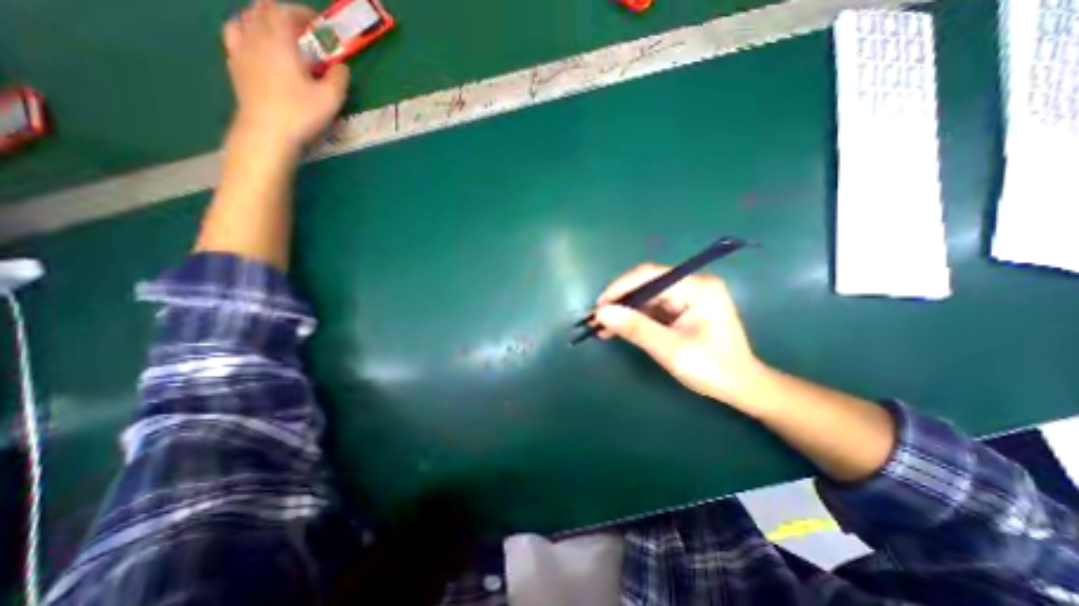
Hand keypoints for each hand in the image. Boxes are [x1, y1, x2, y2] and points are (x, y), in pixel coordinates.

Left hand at [222, 0, 348, 152]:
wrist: (267, 132)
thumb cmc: (301, 113)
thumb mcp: (331, 99)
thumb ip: (339, 78)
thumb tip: (342, 67)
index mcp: (279, 42)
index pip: (284, 11)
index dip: (302, 12)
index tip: (318, 23)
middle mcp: (255, 37)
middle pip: (262, 10)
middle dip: (283, 13)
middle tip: (302, 29)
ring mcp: (240, 49)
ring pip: (245, 18)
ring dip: (263, 20)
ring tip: (279, 34)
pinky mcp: (234, 65)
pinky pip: (235, 35)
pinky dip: (247, 32)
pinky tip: (256, 45)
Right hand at [589, 262, 765, 405]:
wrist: (741, 387)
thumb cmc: (712, 369)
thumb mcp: (671, 350)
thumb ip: (636, 328)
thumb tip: (601, 313)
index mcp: (697, 287)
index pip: (650, 276)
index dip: (620, 288)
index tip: (599, 306)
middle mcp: (691, 285)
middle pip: (646, 284)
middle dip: (619, 301)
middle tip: (596, 319)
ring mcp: (686, 296)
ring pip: (645, 297)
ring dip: (623, 311)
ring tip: (601, 327)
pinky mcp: (681, 309)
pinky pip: (650, 308)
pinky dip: (633, 318)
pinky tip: (616, 329)